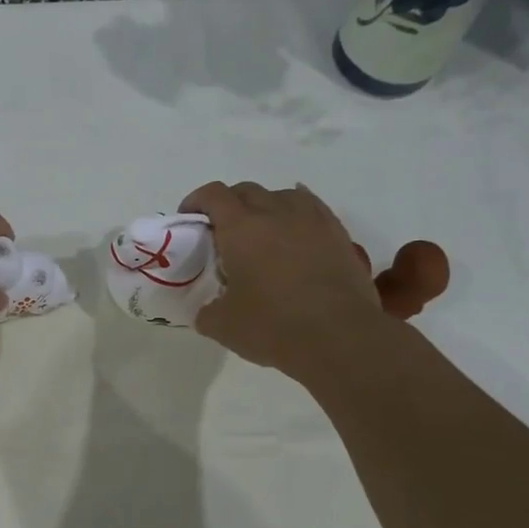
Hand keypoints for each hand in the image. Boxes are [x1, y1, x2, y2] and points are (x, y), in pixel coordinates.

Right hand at [182, 181, 390, 376]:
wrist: (339, 337)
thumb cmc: (272, 326)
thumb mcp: (222, 325)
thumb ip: (207, 311)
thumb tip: (207, 310)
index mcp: (240, 228)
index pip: (213, 195)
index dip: (196, 201)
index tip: (190, 218)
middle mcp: (275, 212)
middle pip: (246, 190)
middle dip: (229, 204)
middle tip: (222, 231)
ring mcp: (311, 220)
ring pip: (282, 195)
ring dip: (265, 206)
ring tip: (261, 231)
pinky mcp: (337, 234)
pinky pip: (312, 208)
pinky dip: (296, 214)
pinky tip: (295, 230)